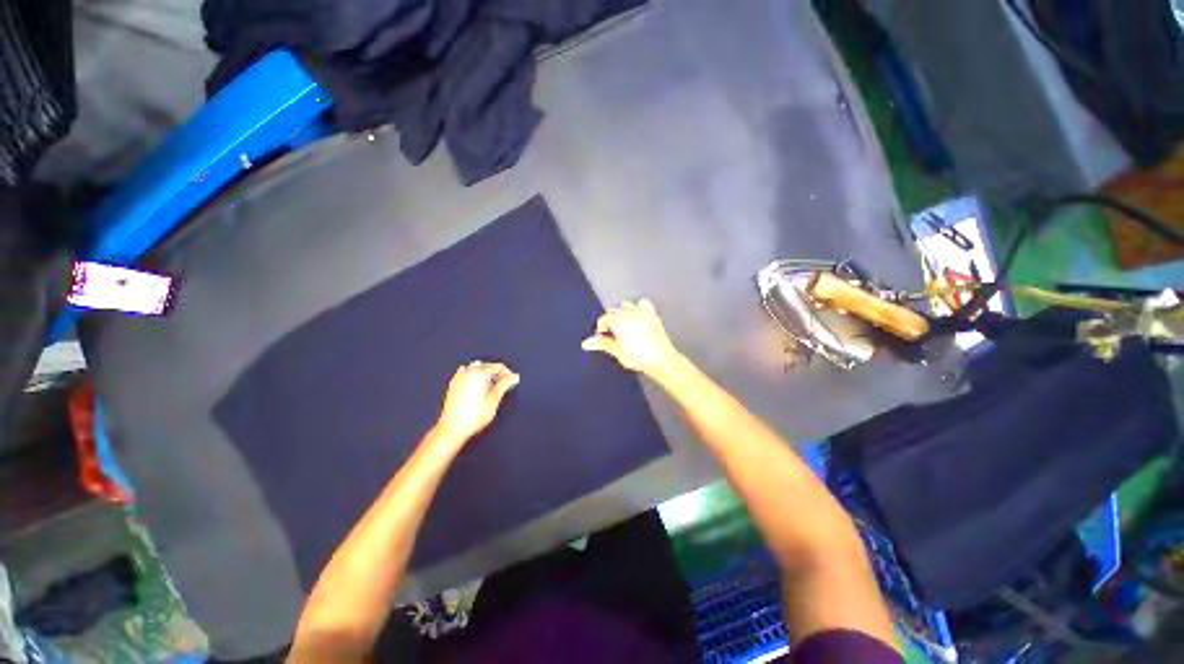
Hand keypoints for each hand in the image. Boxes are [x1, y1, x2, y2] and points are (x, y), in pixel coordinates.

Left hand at [435, 361, 519, 443]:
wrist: (453, 429)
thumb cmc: (473, 416)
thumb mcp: (495, 398)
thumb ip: (505, 384)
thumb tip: (514, 377)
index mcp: (479, 373)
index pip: (498, 366)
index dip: (507, 374)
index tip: (511, 382)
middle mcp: (468, 373)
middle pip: (487, 366)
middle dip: (496, 374)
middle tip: (503, 386)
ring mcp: (459, 379)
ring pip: (475, 369)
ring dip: (485, 374)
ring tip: (490, 387)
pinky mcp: (453, 386)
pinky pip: (464, 375)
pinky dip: (472, 377)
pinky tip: (475, 385)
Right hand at [581, 299, 679, 376]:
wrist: (661, 359)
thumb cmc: (638, 356)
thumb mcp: (616, 351)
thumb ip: (601, 344)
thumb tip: (586, 343)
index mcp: (618, 320)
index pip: (604, 318)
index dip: (601, 327)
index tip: (601, 336)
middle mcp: (629, 313)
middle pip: (614, 310)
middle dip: (610, 319)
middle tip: (611, 333)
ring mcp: (642, 312)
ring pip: (627, 305)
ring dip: (622, 312)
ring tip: (623, 325)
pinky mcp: (653, 315)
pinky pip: (643, 304)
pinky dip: (639, 307)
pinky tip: (638, 316)